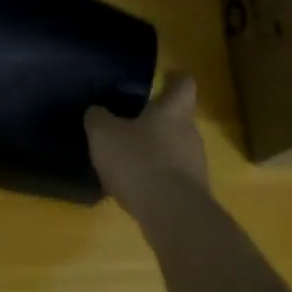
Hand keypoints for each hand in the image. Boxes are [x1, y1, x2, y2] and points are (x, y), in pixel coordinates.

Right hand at [85, 74, 208, 204]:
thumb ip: (98, 118)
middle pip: (176, 119)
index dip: (174, 78)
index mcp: (172, 112)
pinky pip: (171, 177)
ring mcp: (194, 166)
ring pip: (173, 149)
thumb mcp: (103, 134)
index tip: (164, 76)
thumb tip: (97, 112)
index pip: (184, 84)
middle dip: (155, 120)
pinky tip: (133, 187)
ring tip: (125, 160)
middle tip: (127, 123)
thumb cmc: (139, 161)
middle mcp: (190, 134)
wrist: (172, 215)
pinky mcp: (192, 194)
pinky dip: (154, 178)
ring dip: (153, 152)